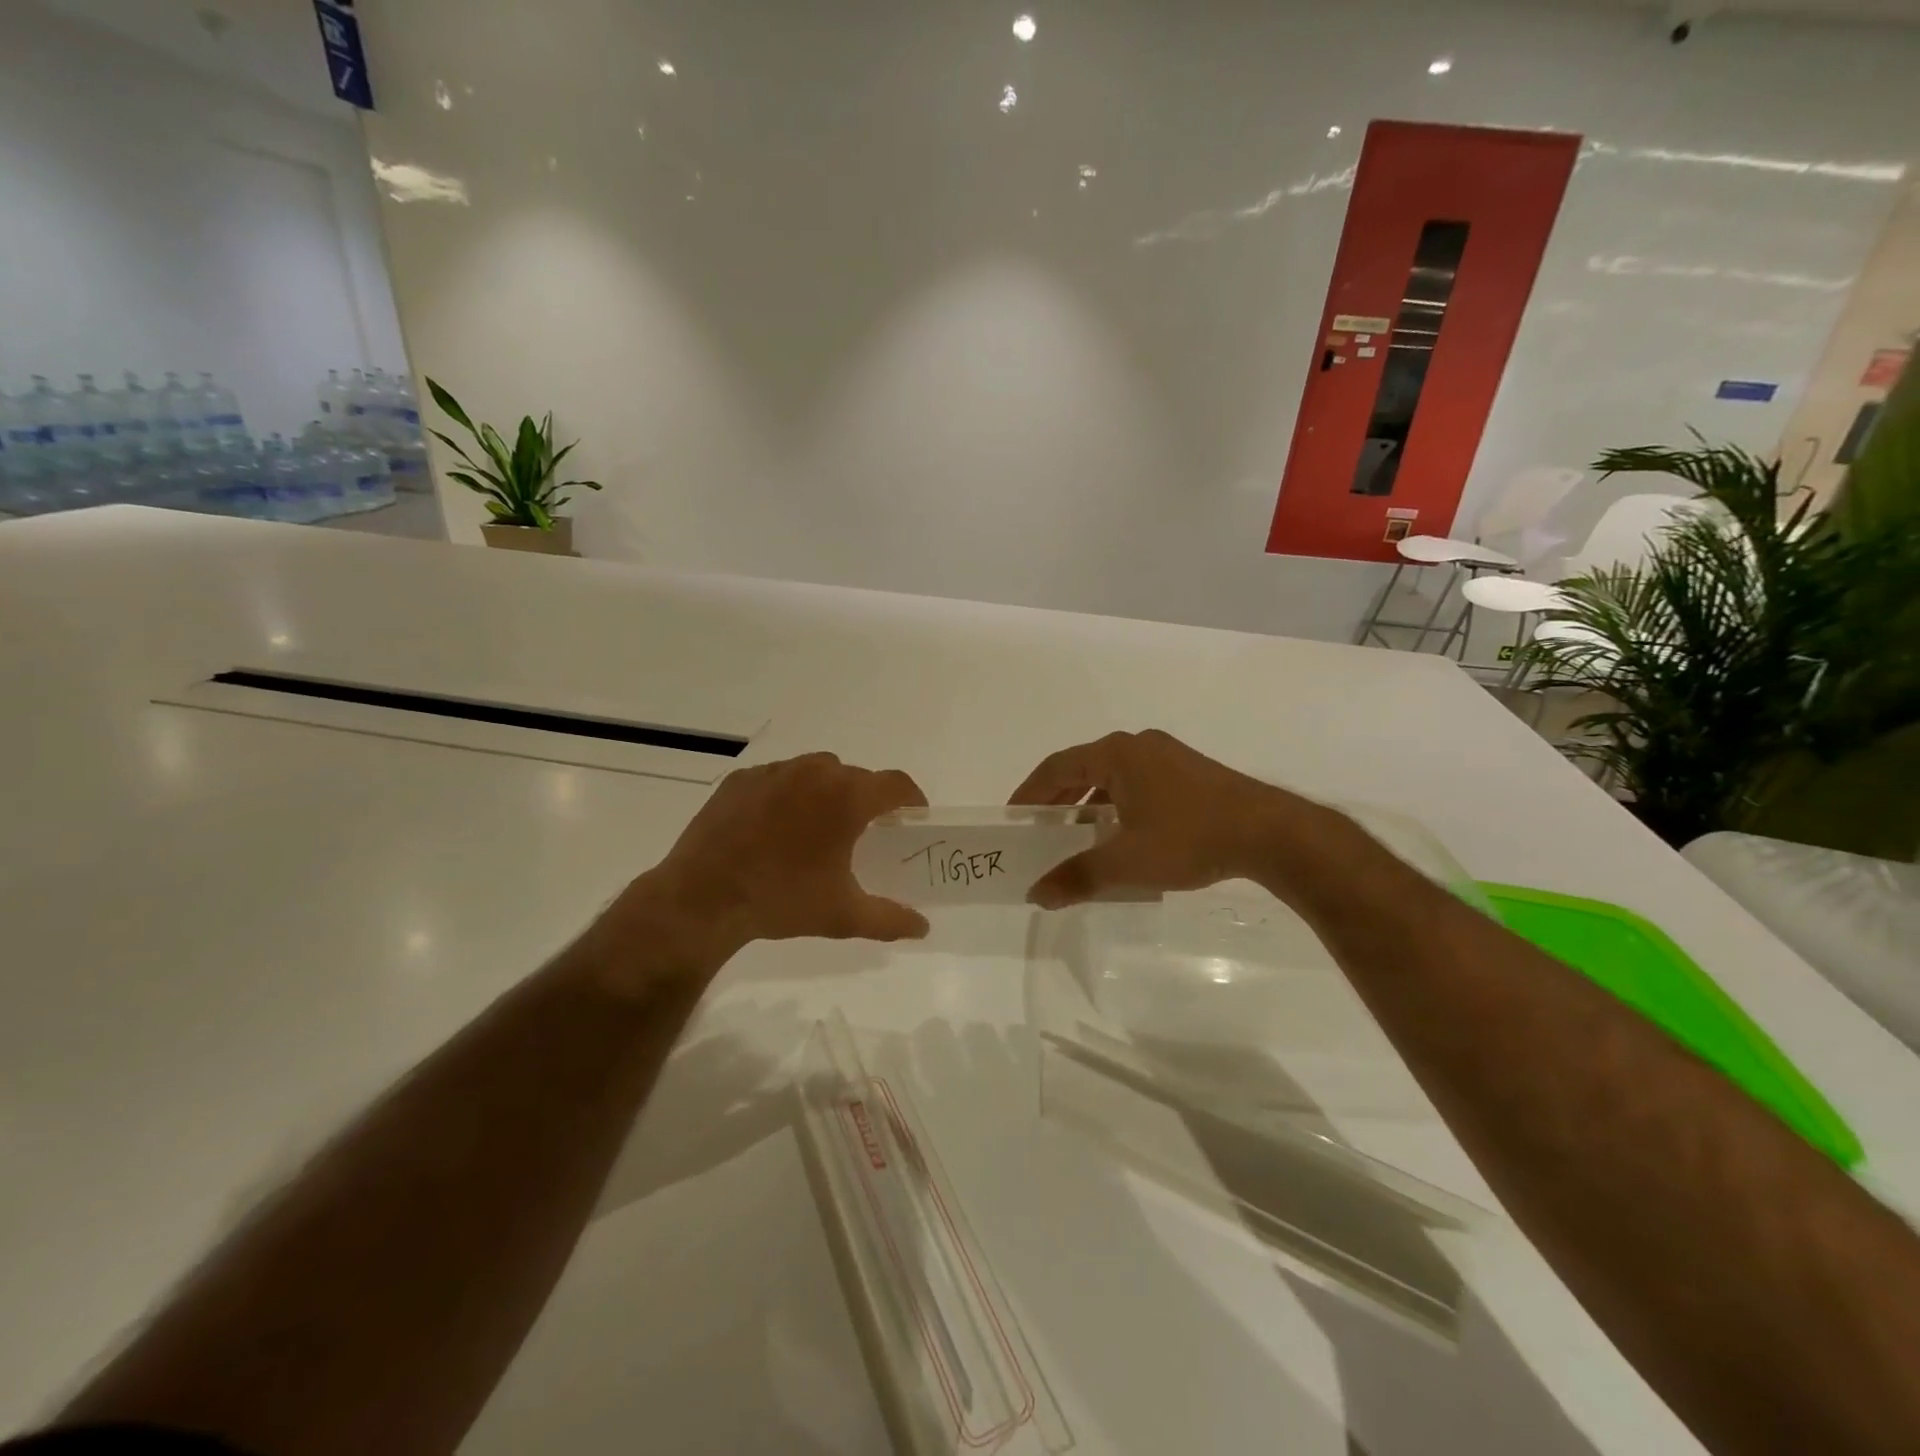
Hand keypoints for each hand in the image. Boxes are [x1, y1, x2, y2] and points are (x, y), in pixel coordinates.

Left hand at [593, 753, 931, 986]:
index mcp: (847, 798)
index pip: (896, 784)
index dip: (911, 798)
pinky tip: (776, 826)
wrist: (703, 899)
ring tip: (817, 825)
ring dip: (827, 791)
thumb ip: (890, 919)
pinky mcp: (741, 780)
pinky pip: (778, 778)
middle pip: (855, 776)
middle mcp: (814, 773)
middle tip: (864, 830)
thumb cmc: (783, 901)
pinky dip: (787, 794)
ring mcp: (774, 772)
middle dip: (866, 798)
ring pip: (815, 770)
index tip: (912, 817)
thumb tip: (923, 927)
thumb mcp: (843, 916)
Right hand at [1009, 729, 1320, 907]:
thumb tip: (1036, 895)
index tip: (1014, 817)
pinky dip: (1118, 803)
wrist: (1268, 833)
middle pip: (1083, 768)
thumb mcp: (1126, 862)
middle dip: (1059, 799)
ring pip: (1113, 776)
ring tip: (1079, 834)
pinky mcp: (1190, 771)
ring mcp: (1167, 755)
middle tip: (1041, 829)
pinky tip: (1124, 833)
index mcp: (1116, 754)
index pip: (1056, 767)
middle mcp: (1138, 746)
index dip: (1030, 792)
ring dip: (1090, 802)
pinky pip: (1138, 782)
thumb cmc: (1189, 838)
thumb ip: (1077, 877)